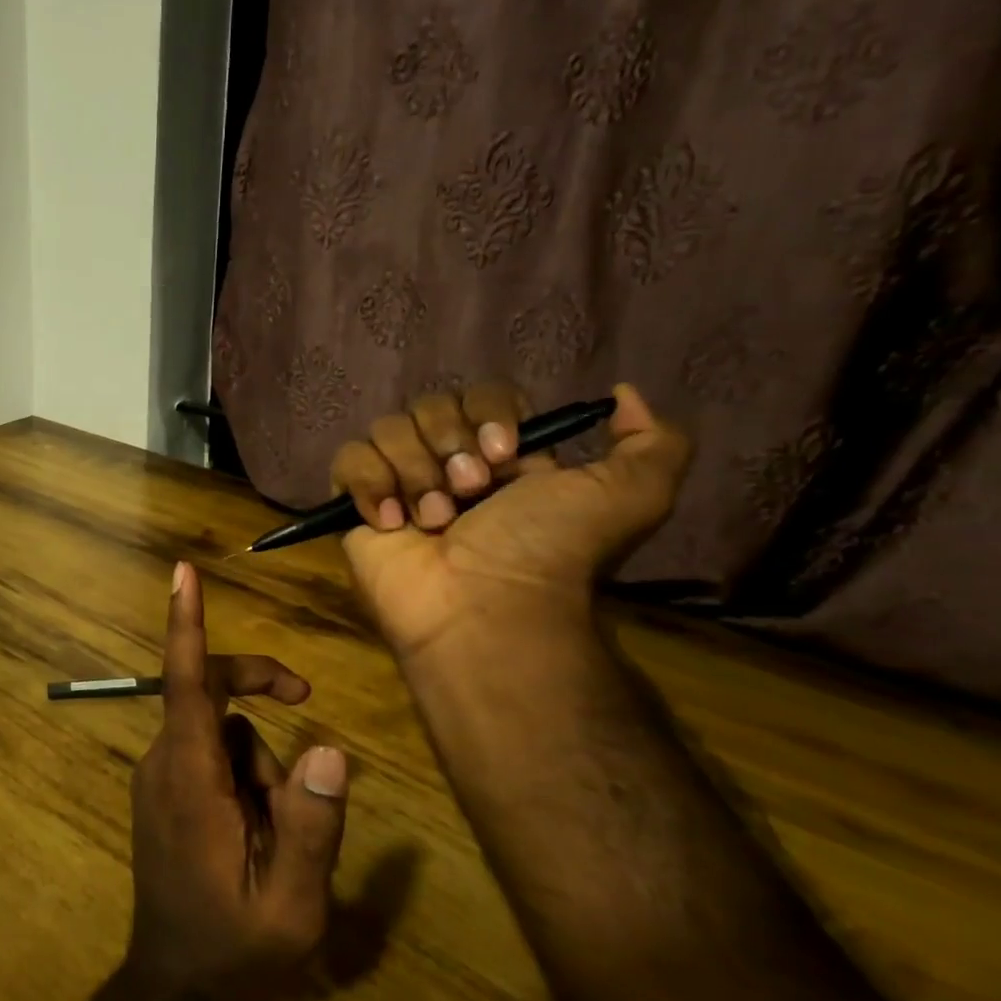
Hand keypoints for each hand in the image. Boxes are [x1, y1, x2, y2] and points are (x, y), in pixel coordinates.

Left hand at [125, 562, 348, 1000]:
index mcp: (189, 778)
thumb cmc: (235, 951)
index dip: (186, 623)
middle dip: (260, 689)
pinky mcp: (164, 793)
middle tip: (308, 700)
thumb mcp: (292, 903)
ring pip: (221, 732)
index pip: (186, 682)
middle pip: (211, 694)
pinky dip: (243, 777)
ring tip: (275, 837)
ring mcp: (159, 778)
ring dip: (259, 766)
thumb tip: (330, 750)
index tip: (182, 572)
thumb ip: (311, 825)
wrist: (178, 994)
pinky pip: (210, 755)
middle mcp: (164, 763)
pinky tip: (256, 835)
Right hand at [329, 382, 691, 662]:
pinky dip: (369, 484)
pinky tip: (392, 521)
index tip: (505, 455)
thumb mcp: (630, 496)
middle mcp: (446, 463)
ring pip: (386, 429)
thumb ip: (653, 441)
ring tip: (433, 521)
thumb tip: (622, 394)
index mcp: (500, 455)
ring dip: (414, 473)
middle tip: (470, 494)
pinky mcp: (355, 507)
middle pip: (428, 406)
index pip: (479, 394)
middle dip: (449, 445)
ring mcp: (397, 483)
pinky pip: (347, 461)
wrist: (484, 607)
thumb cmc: (548, 551)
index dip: (488, 415)